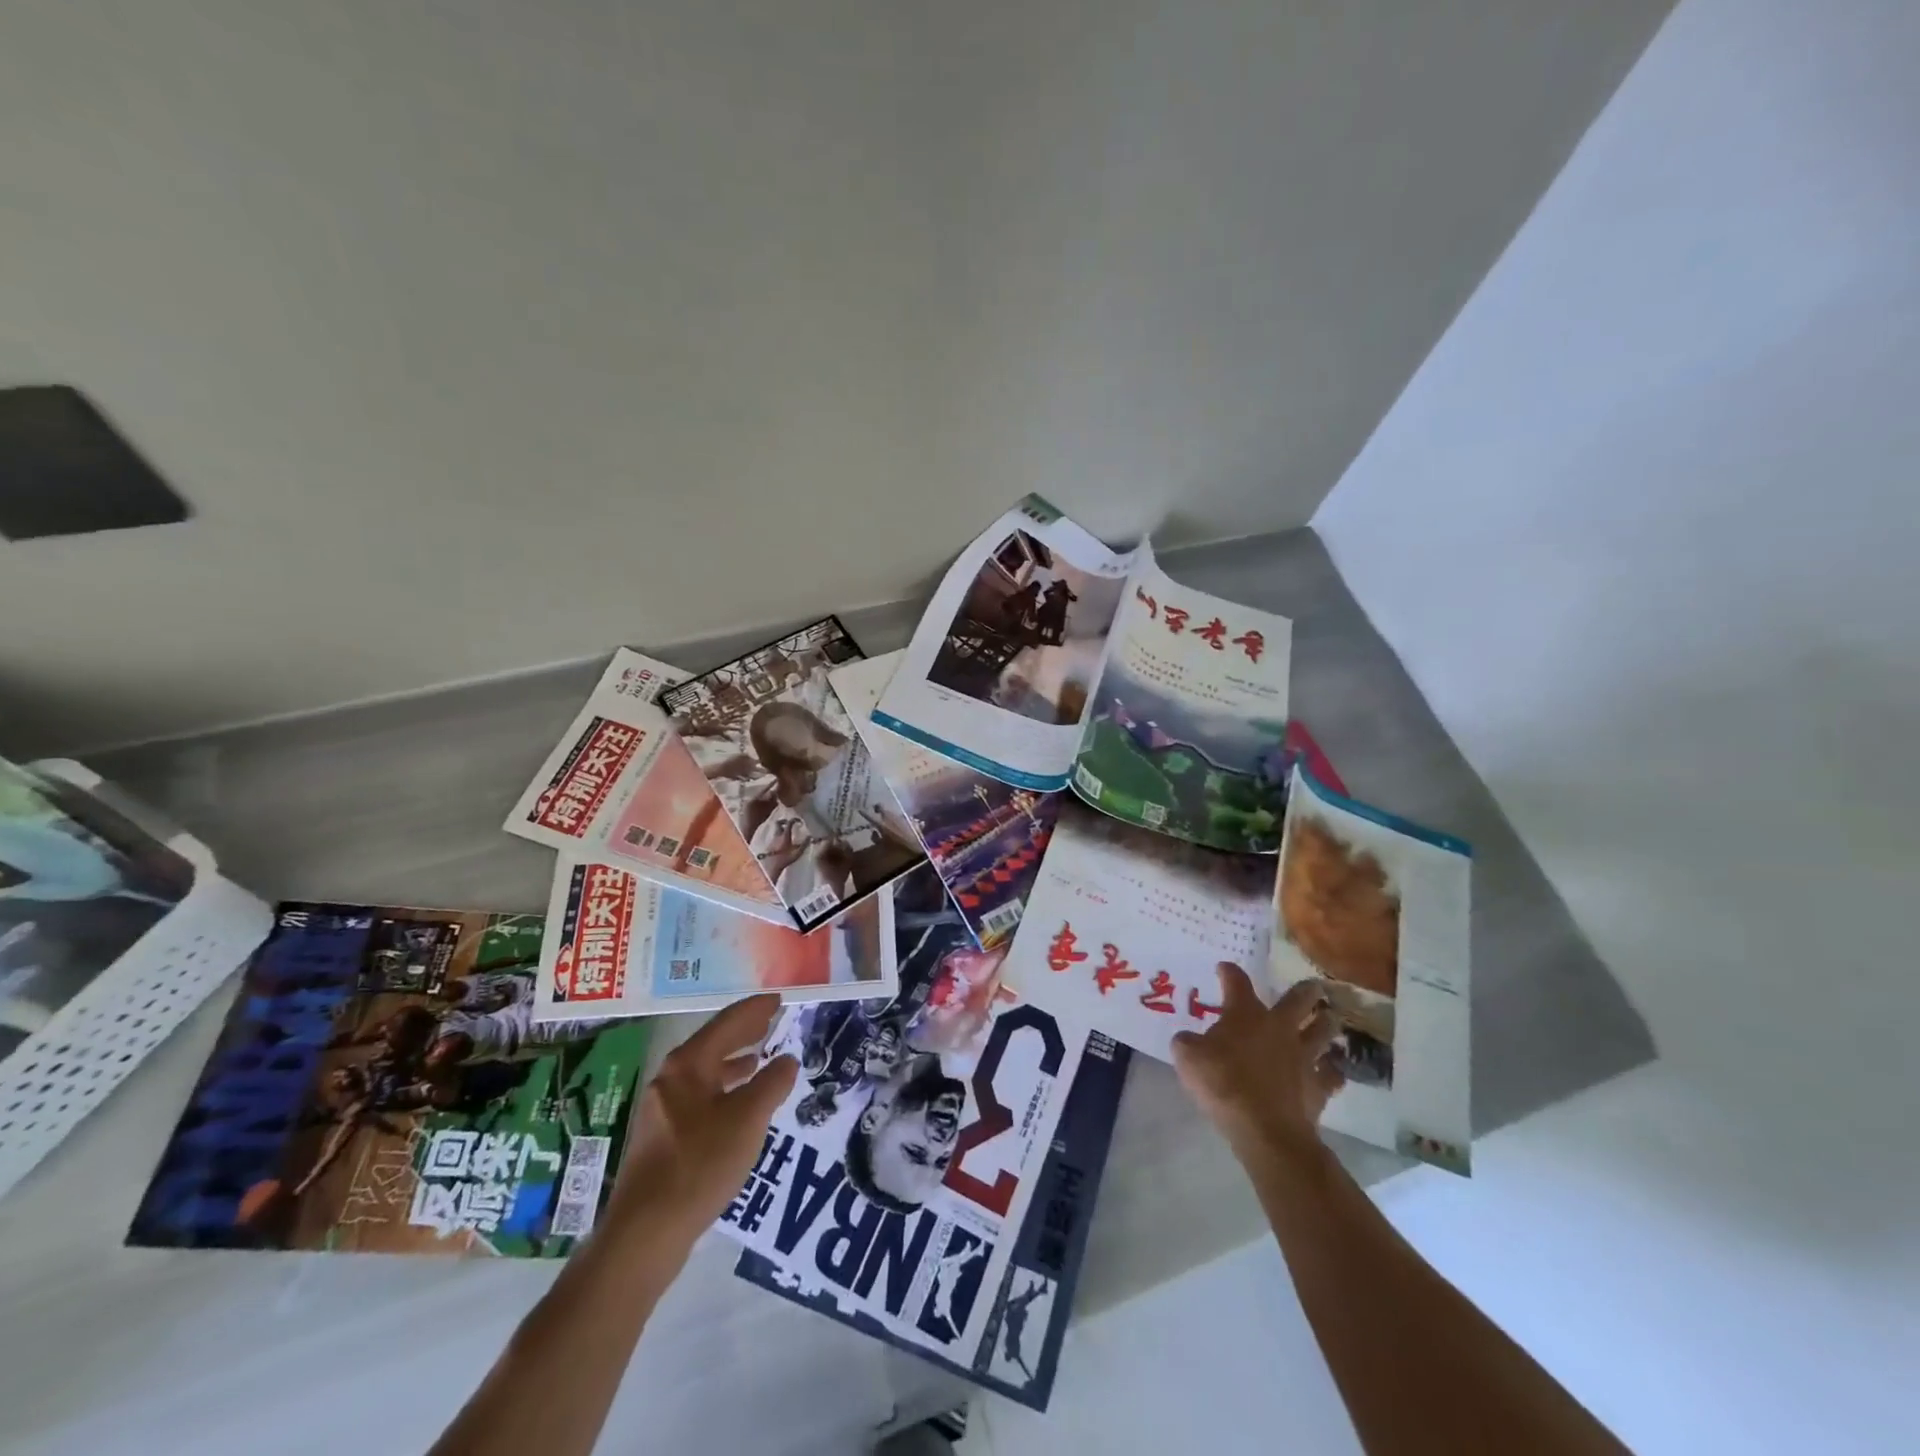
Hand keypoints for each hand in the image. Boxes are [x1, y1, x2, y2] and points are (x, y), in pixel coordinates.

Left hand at [607, 995, 797, 1251]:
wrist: (646, 1231)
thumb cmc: (700, 1164)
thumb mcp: (748, 1119)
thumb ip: (772, 1083)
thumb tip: (787, 1060)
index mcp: (688, 1064)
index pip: (728, 1022)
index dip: (755, 1009)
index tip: (778, 1000)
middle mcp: (670, 1078)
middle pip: (713, 1043)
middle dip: (744, 1031)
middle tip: (772, 1020)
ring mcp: (663, 1108)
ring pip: (705, 1071)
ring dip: (734, 1061)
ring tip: (760, 1057)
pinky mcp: (662, 1136)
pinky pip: (700, 1095)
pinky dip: (724, 1088)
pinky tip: (739, 1103)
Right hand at [1171, 963, 1342, 1163]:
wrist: (1264, 1129)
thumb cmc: (1222, 1083)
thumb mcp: (1188, 1058)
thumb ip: (1186, 1043)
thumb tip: (1187, 1039)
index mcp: (1245, 1014)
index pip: (1237, 982)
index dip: (1229, 972)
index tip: (1224, 968)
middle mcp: (1279, 1027)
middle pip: (1298, 1000)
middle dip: (1306, 991)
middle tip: (1313, 985)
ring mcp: (1303, 1056)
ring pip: (1323, 1032)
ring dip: (1327, 1023)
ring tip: (1330, 1018)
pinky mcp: (1319, 1086)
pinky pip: (1332, 1074)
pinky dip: (1333, 1071)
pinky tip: (1332, 1071)